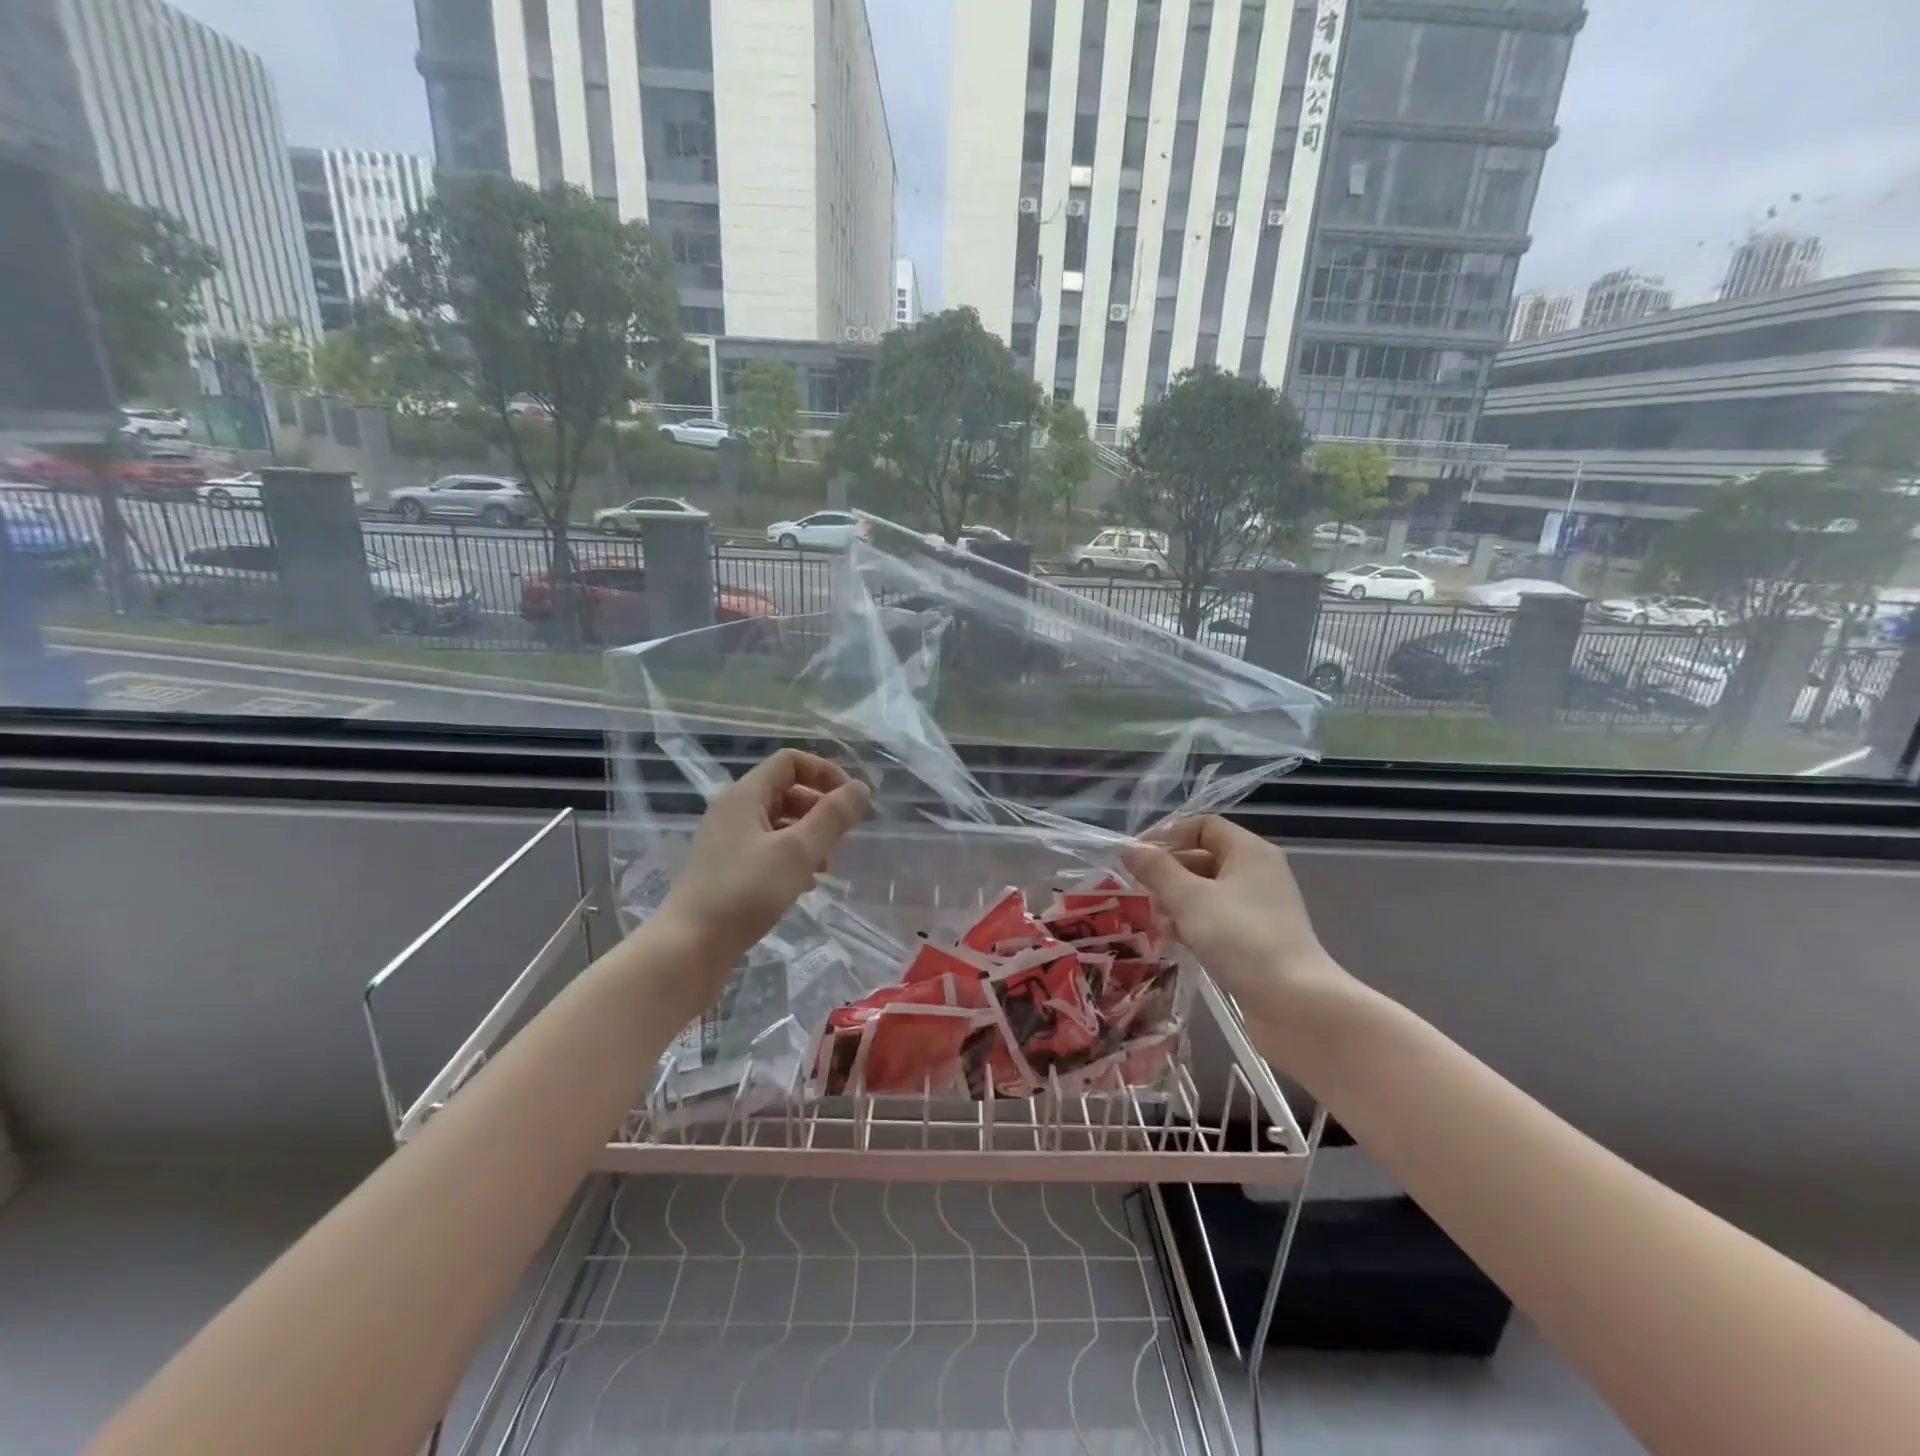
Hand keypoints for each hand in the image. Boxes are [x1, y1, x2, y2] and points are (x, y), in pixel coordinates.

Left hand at [658, 750, 870, 996]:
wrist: (688, 947)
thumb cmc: (745, 893)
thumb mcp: (798, 852)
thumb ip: (833, 817)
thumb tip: (861, 788)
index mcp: (746, 795)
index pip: (791, 762)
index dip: (826, 772)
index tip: (850, 801)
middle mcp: (733, 810)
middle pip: (786, 790)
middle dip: (820, 808)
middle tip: (841, 838)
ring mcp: (726, 840)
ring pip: (778, 822)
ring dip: (809, 836)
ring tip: (827, 866)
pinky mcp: (725, 869)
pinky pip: (766, 848)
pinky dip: (791, 857)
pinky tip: (805, 885)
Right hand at [1120, 817, 1353, 1031]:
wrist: (1296, 1004)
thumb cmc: (1241, 938)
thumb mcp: (1190, 898)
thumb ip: (1156, 870)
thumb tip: (1128, 848)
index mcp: (1249, 851)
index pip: (1202, 825)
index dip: (1168, 835)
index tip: (1138, 858)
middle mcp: (1257, 873)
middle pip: (1201, 858)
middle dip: (1169, 875)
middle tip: (1145, 896)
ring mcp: (1258, 908)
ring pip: (1205, 892)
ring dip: (1177, 904)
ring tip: (1161, 925)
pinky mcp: (1255, 939)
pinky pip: (1215, 919)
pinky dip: (1194, 925)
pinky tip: (1177, 943)